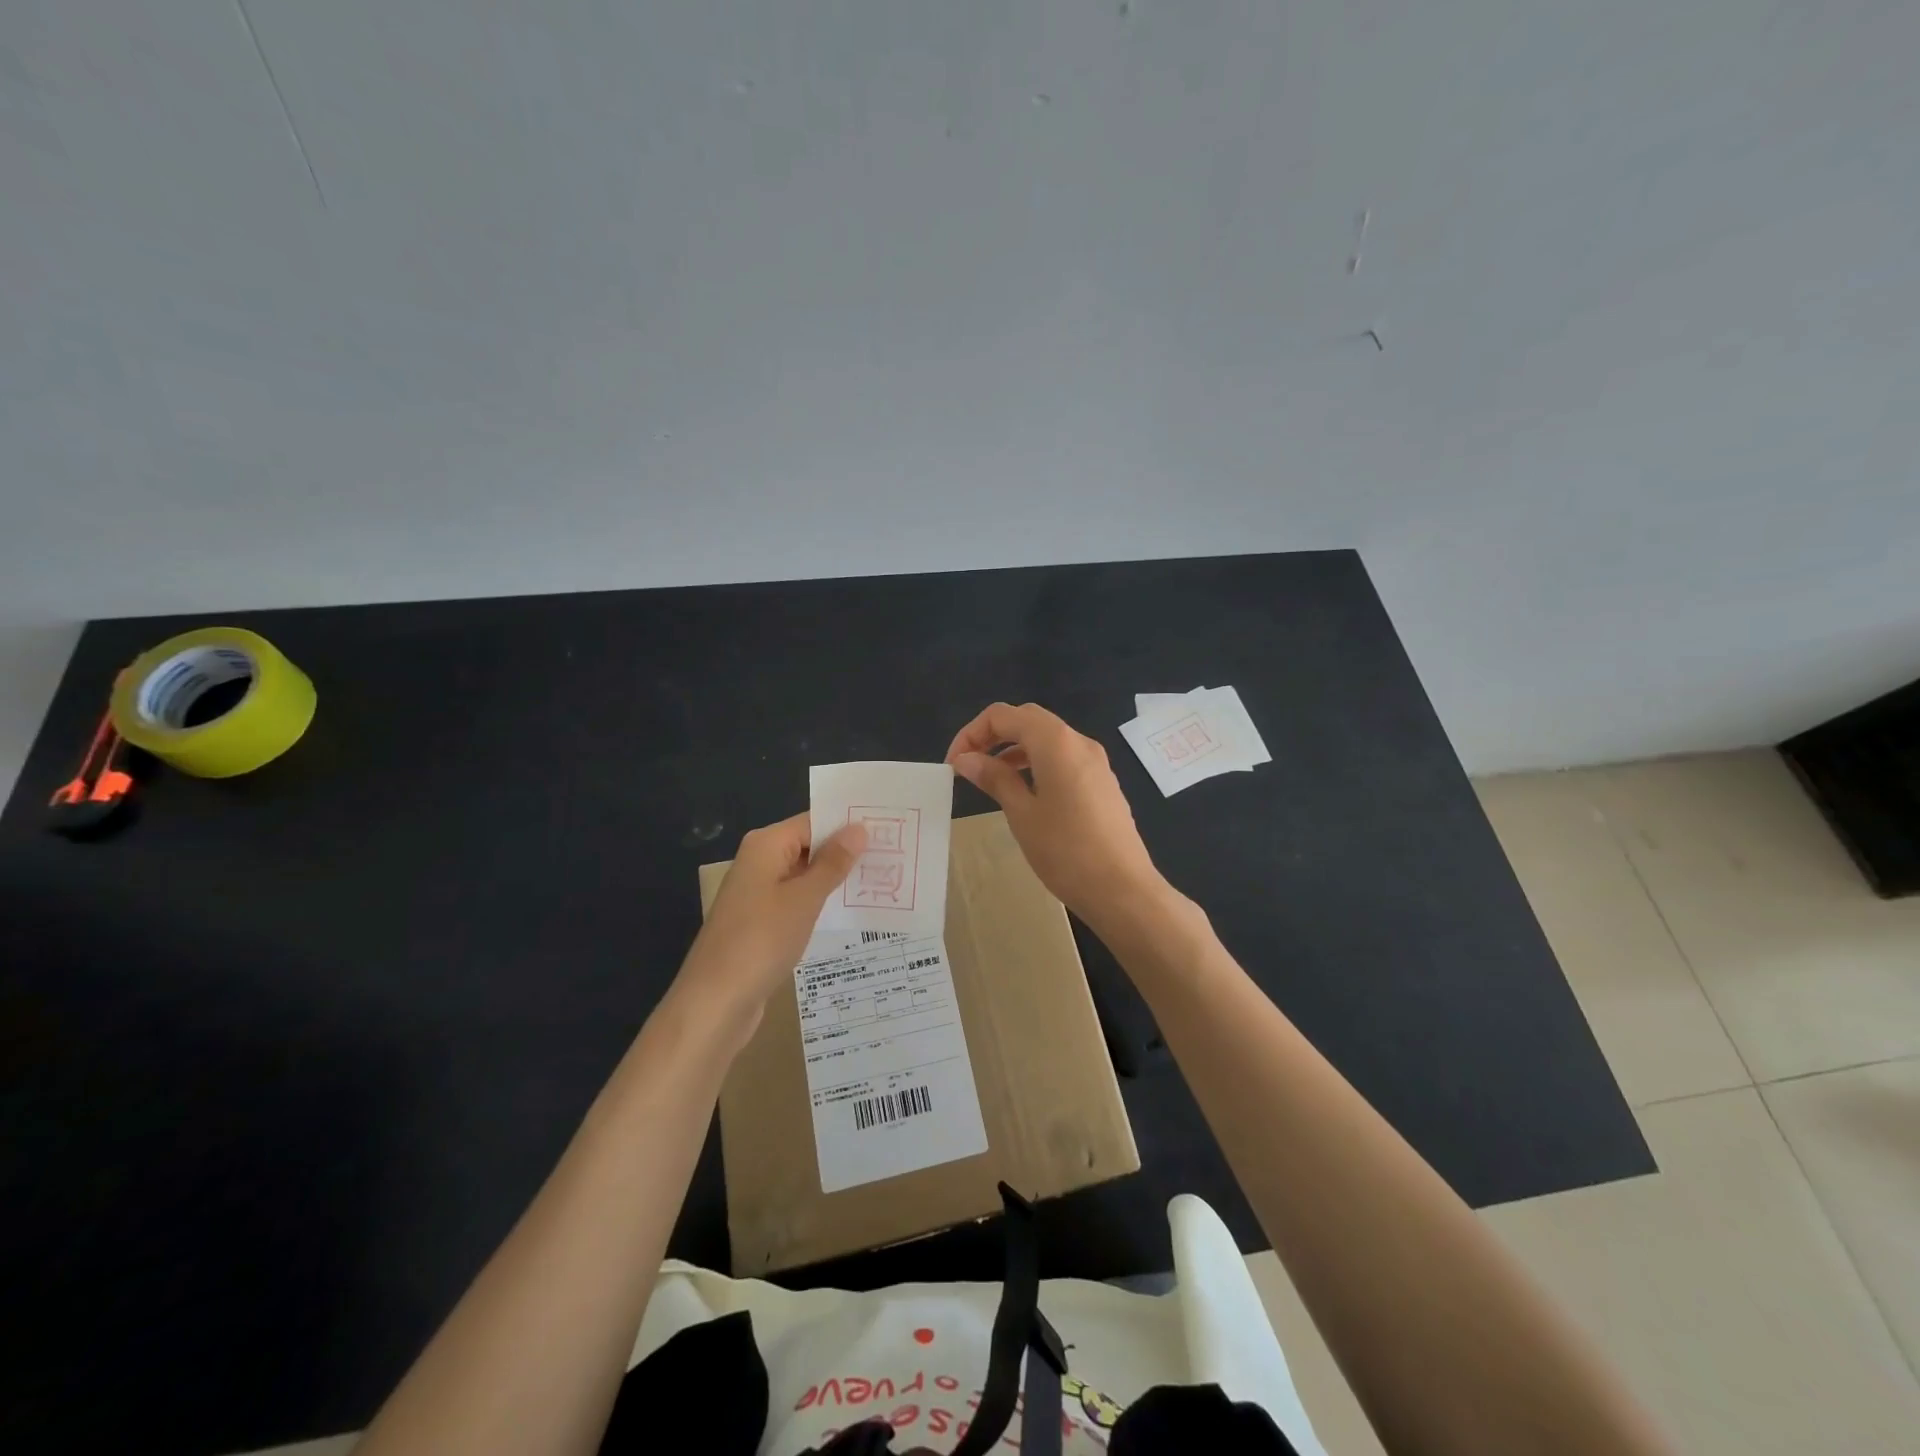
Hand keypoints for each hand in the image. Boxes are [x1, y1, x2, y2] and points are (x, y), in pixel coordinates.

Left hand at [674, 813, 866, 1042]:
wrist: (716, 1001)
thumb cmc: (761, 940)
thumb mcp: (804, 899)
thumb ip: (833, 863)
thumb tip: (859, 828)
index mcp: (766, 846)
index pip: (814, 821)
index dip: (848, 825)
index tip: (888, 830)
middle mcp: (759, 862)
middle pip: (809, 846)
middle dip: (846, 852)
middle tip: (894, 855)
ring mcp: (758, 893)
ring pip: (805, 875)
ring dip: (836, 879)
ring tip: (883, 880)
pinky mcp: (761, 921)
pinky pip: (797, 900)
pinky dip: (821, 902)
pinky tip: (851, 910)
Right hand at [945, 702, 1165, 926]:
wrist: (1123, 889)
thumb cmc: (1066, 851)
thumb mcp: (1021, 813)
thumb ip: (994, 778)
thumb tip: (965, 759)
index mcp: (1056, 742)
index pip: (1003, 715)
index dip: (972, 733)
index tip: (954, 764)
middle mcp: (1078, 741)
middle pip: (1027, 720)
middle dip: (993, 736)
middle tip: (968, 765)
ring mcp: (1095, 762)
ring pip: (1047, 739)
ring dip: (1014, 750)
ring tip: (990, 780)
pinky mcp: (1102, 782)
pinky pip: (1063, 758)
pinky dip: (1036, 763)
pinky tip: (1024, 793)